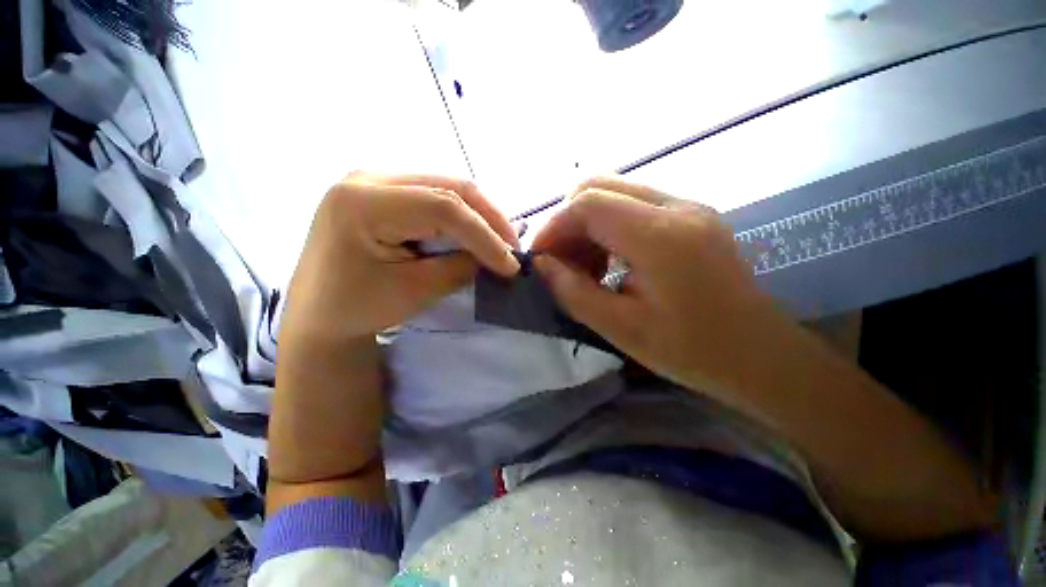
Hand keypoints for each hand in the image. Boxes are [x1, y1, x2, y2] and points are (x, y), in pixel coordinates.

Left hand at [269, 173, 518, 487]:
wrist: (319, 315)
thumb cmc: (357, 309)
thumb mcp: (415, 291)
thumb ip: (461, 267)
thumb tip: (497, 257)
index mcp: (362, 202)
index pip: (443, 207)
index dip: (485, 235)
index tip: (510, 264)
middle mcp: (367, 178)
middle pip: (449, 187)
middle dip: (489, 219)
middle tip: (513, 248)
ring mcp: (375, 181)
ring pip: (447, 188)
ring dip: (480, 217)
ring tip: (500, 243)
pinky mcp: (384, 193)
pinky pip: (435, 197)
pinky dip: (462, 218)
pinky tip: (476, 235)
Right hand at [534, 178, 996, 540]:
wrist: (760, 355)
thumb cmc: (692, 351)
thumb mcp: (622, 330)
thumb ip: (575, 293)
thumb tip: (542, 265)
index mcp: (661, 237)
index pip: (588, 203)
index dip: (554, 226)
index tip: (540, 258)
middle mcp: (677, 207)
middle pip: (599, 186)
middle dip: (567, 221)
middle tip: (559, 260)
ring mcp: (688, 206)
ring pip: (616, 192)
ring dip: (587, 223)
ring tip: (584, 264)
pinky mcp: (692, 215)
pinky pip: (634, 205)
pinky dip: (608, 226)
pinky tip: (610, 259)